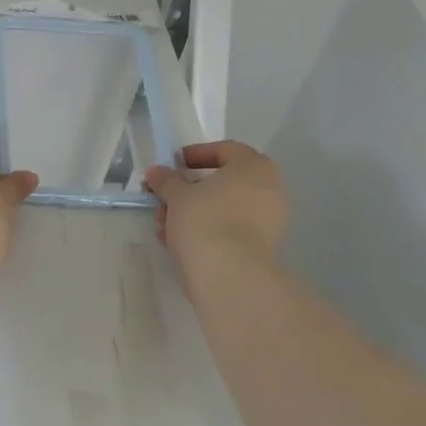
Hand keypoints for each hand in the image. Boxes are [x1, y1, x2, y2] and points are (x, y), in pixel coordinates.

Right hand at [145, 141, 287, 268]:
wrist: (230, 275)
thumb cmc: (205, 220)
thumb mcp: (177, 195)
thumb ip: (166, 180)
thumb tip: (156, 172)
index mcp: (254, 167)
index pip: (224, 150)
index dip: (194, 155)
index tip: (172, 166)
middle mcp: (269, 190)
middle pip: (222, 182)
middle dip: (187, 190)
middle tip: (163, 198)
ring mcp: (268, 221)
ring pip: (222, 209)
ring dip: (191, 213)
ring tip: (162, 225)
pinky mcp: (260, 248)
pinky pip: (228, 230)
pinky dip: (204, 231)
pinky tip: (176, 242)